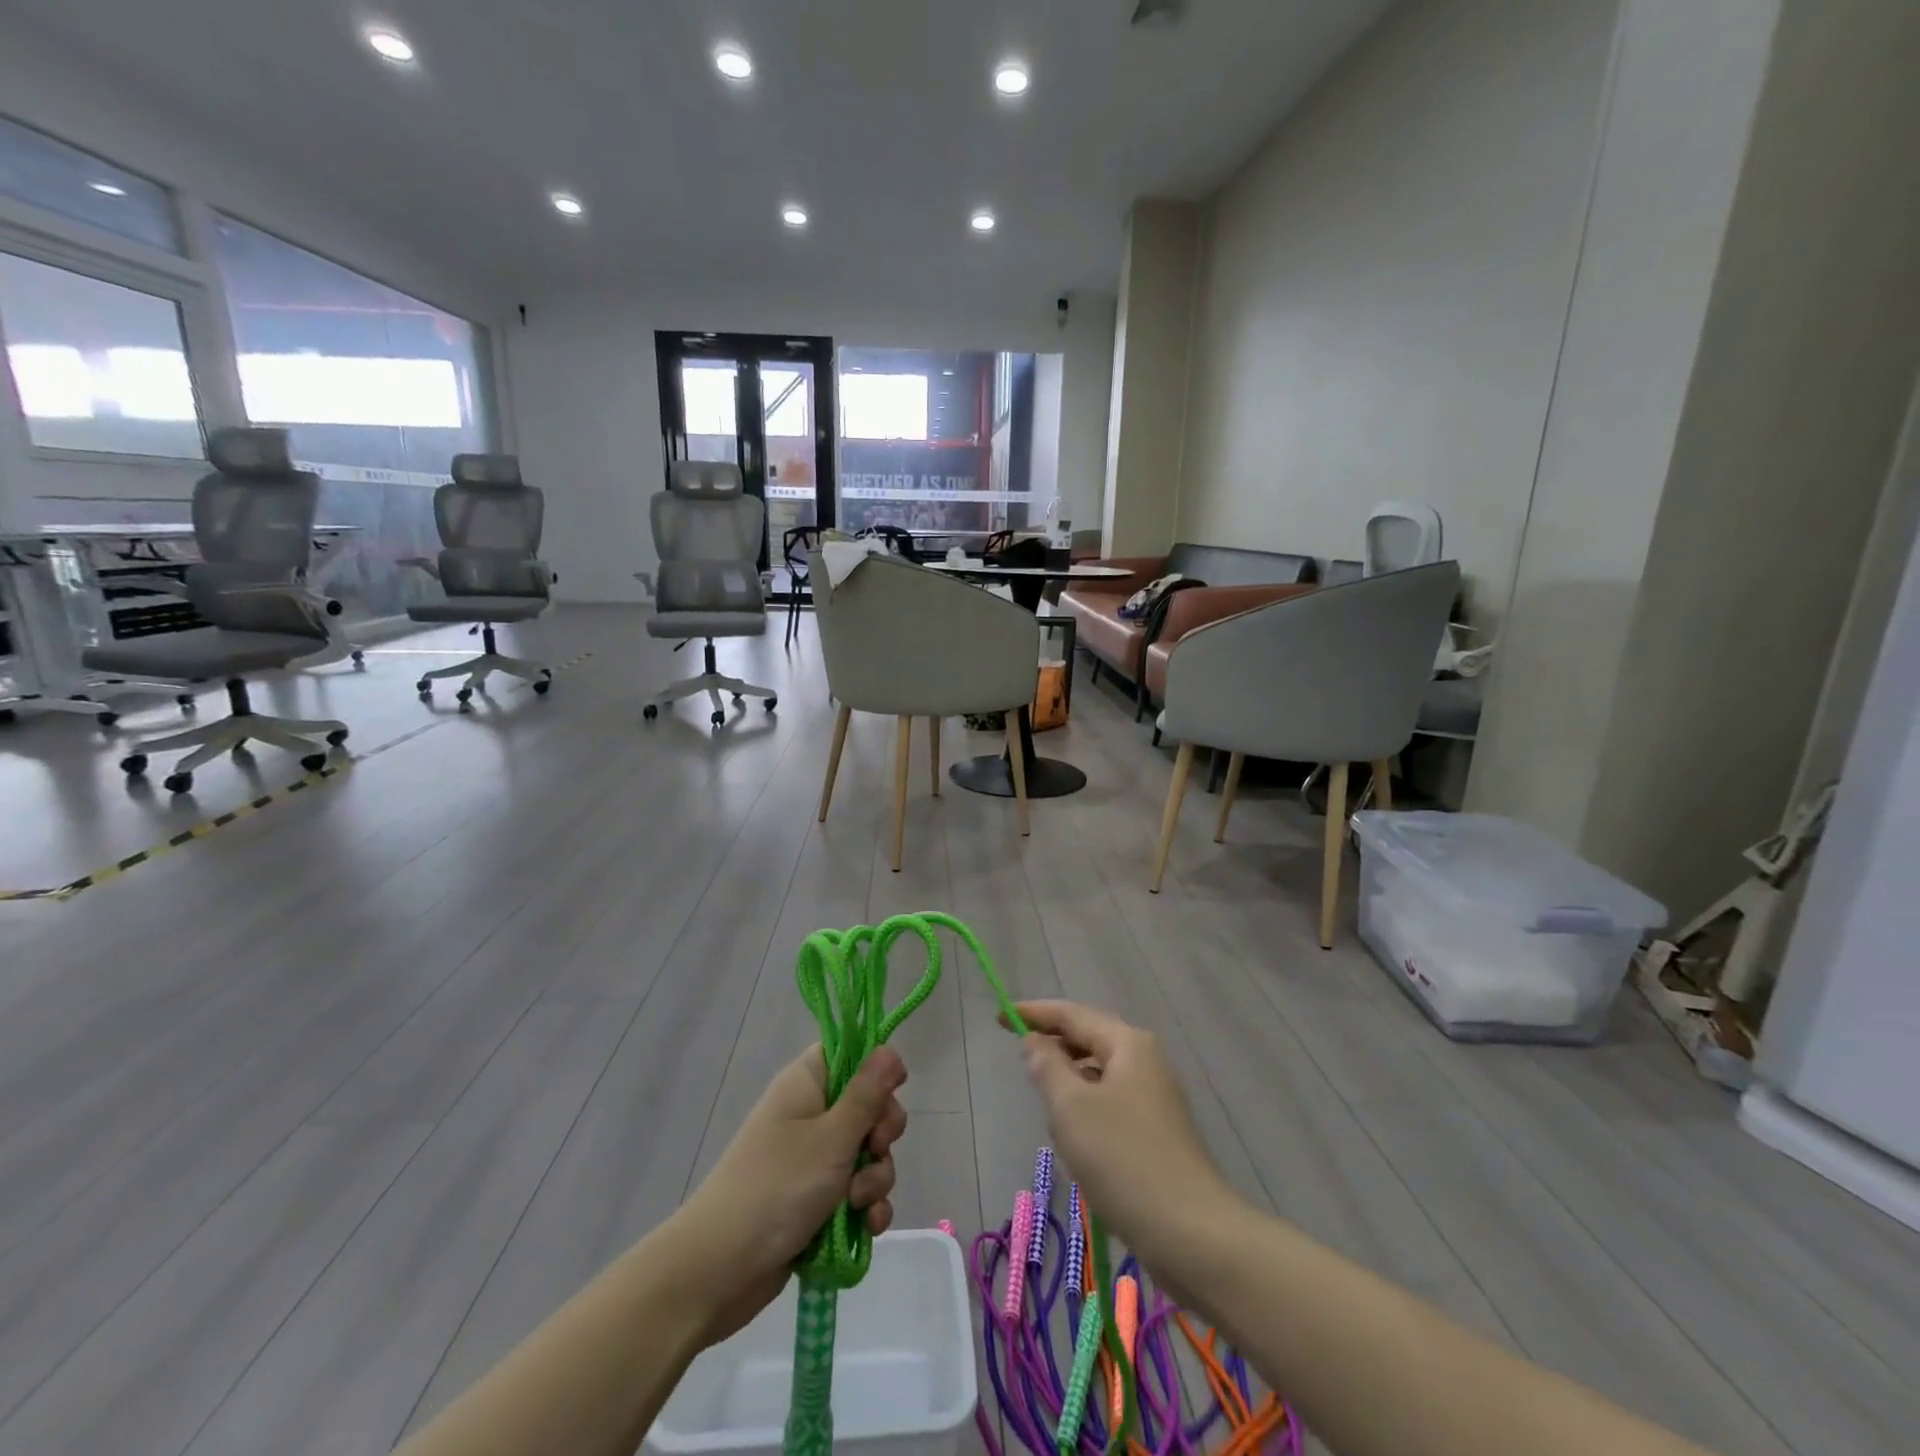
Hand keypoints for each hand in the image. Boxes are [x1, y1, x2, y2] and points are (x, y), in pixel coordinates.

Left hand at [669, 1045, 908, 1342]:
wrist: (719, 1270)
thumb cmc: (778, 1186)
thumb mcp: (833, 1136)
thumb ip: (867, 1093)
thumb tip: (889, 1048)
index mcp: (807, 1084)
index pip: (849, 1055)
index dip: (875, 1070)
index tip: (892, 1091)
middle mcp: (811, 1115)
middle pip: (868, 1107)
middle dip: (882, 1135)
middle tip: (874, 1149)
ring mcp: (813, 1160)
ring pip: (867, 1154)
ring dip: (875, 1179)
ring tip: (857, 1204)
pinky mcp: (816, 1201)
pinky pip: (856, 1193)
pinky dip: (865, 1208)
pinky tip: (866, 1227)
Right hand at [1015, 1001, 1234, 1275]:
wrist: (1191, 1233)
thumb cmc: (1123, 1159)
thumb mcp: (1071, 1107)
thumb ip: (1047, 1066)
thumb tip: (1036, 1042)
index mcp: (1128, 1044)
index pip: (1072, 1014)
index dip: (1034, 1013)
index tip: (1000, 1016)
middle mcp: (1145, 1061)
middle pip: (1089, 1039)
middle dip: (1054, 1046)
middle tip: (1019, 1057)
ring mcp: (1154, 1097)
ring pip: (1098, 1074)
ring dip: (1069, 1082)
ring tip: (1044, 1102)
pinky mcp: (1156, 1131)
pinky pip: (1110, 1103)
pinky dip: (1085, 1108)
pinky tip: (1073, 1138)